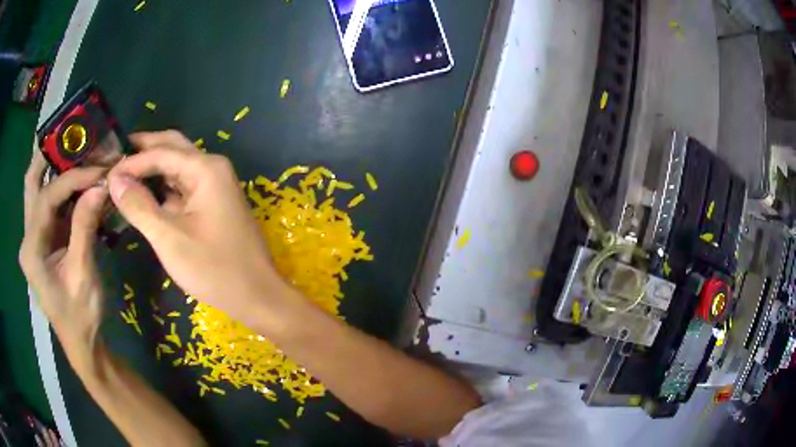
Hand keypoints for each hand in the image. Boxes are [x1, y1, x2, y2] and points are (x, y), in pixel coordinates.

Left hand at [19, 151, 108, 351]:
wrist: (81, 342)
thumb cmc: (80, 316)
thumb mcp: (83, 275)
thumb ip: (85, 228)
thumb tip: (100, 186)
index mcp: (32, 249)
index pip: (47, 197)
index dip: (72, 178)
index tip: (99, 171)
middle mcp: (28, 237)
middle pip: (31, 183)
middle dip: (48, 156)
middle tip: (71, 137)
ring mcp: (36, 238)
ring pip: (39, 190)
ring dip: (58, 169)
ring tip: (80, 154)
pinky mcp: (46, 240)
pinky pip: (52, 205)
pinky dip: (65, 190)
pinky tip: (82, 185)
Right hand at [106, 131, 291, 328]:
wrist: (257, 295)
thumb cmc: (213, 268)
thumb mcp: (169, 237)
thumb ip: (139, 205)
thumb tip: (114, 178)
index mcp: (205, 168)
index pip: (161, 153)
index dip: (132, 161)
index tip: (107, 172)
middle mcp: (213, 168)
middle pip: (173, 148)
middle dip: (145, 149)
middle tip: (117, 154)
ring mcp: (216, 185)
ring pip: (178, 167)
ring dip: (153, 167)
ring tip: (125, 173)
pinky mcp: (214, 203)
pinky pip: (184, 186)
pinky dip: (164, 187)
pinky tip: (146, 193)